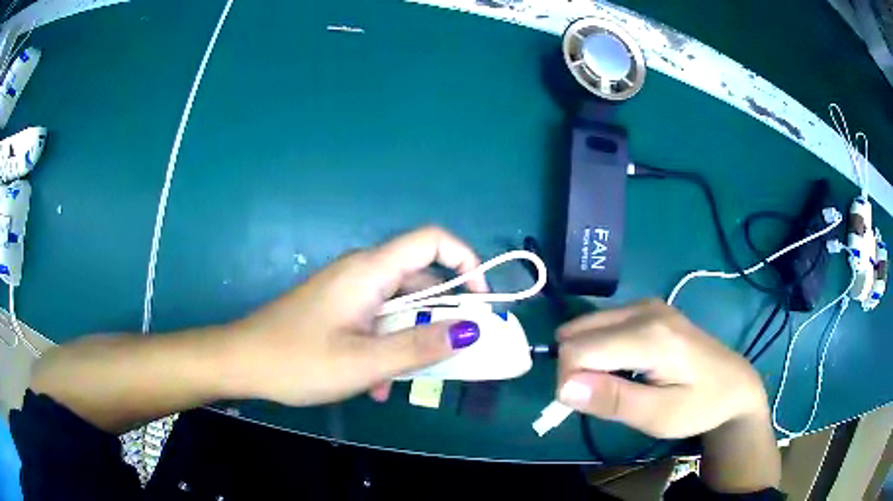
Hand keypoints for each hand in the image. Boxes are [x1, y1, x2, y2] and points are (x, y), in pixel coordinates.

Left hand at [225, 227, 488, 406]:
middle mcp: (361, 272)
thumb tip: (471, 329)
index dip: (466, 262)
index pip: (432, 240)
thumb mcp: (364, 362)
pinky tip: (375, 384)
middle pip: (419, 279)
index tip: (480, 301)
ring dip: (410, 340)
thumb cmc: (298, 360)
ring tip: (404, 380)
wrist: (242, 361)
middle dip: (440, 316)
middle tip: (452, 353)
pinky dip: (386, 346)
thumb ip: (419, 345)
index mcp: (369, 271)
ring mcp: (347, 291)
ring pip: (398, 306)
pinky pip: (376, 320)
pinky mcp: (337, 308)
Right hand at [555, 300, 767, 438]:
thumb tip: (563, 387)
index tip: (590, 406)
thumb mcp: (659, 415)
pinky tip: (622, 366)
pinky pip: (602, 325)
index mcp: (649, 335)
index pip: (577, 350)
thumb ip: (613, 400)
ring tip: (615, 383)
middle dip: (575, 369)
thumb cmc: (700, 405)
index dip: (569, 382)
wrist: (735, 384)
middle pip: (576, 333)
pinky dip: (598, 349)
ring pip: (586, 327)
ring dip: (586, 359)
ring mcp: (645, 304)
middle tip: (604, 397)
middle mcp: (643, 309)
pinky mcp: (647, 308)